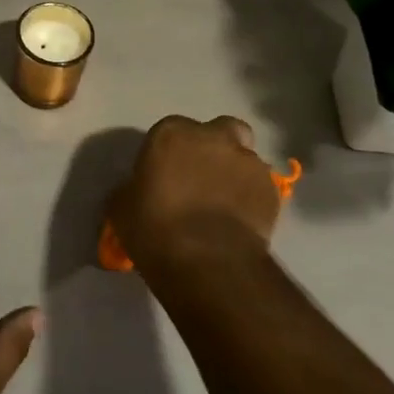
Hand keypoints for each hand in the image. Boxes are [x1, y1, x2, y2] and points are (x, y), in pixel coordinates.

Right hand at [109, 115, 280, 283]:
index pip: (169, 132)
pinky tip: (239, 221)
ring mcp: (248, 161)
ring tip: (222, 204)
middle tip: (200, 178)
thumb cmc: (155, 229)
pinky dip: (251, 197)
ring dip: (234, 172)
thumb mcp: (121, 207)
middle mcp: (213, 137)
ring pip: (243, 157)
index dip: (168, 153)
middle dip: (212, 148)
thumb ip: (131, 189)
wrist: (208, 262)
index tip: (163, 176)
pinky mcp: (272, 189)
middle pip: (218, 131)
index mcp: (172, 134)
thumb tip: (136, 190)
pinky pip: (259, 187)